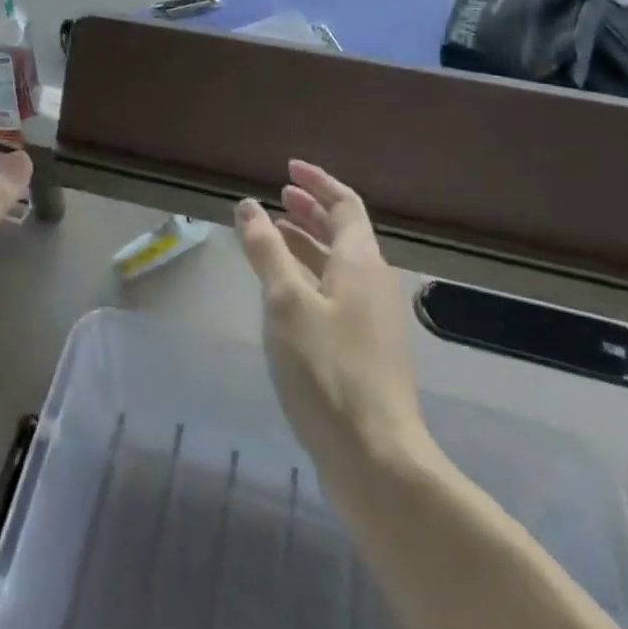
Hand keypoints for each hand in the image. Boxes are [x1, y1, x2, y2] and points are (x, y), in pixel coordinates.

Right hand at [234, 161, 429, 478]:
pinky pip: (337, 295)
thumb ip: (266, 250)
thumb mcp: (286, 301)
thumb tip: (249, 205)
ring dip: (308, 245)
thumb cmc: (328, 370)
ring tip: (273, 239)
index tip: (288, 168)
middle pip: (345, 234)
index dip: (317, 182)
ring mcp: (374, 321)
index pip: (345, 205)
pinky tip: (286, 296)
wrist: (378, 460)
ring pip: (339, 266)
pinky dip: (311, 278)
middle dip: (311, 212)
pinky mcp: (367, 353)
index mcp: (361, 263)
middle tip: (278, 198)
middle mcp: (374, 284)